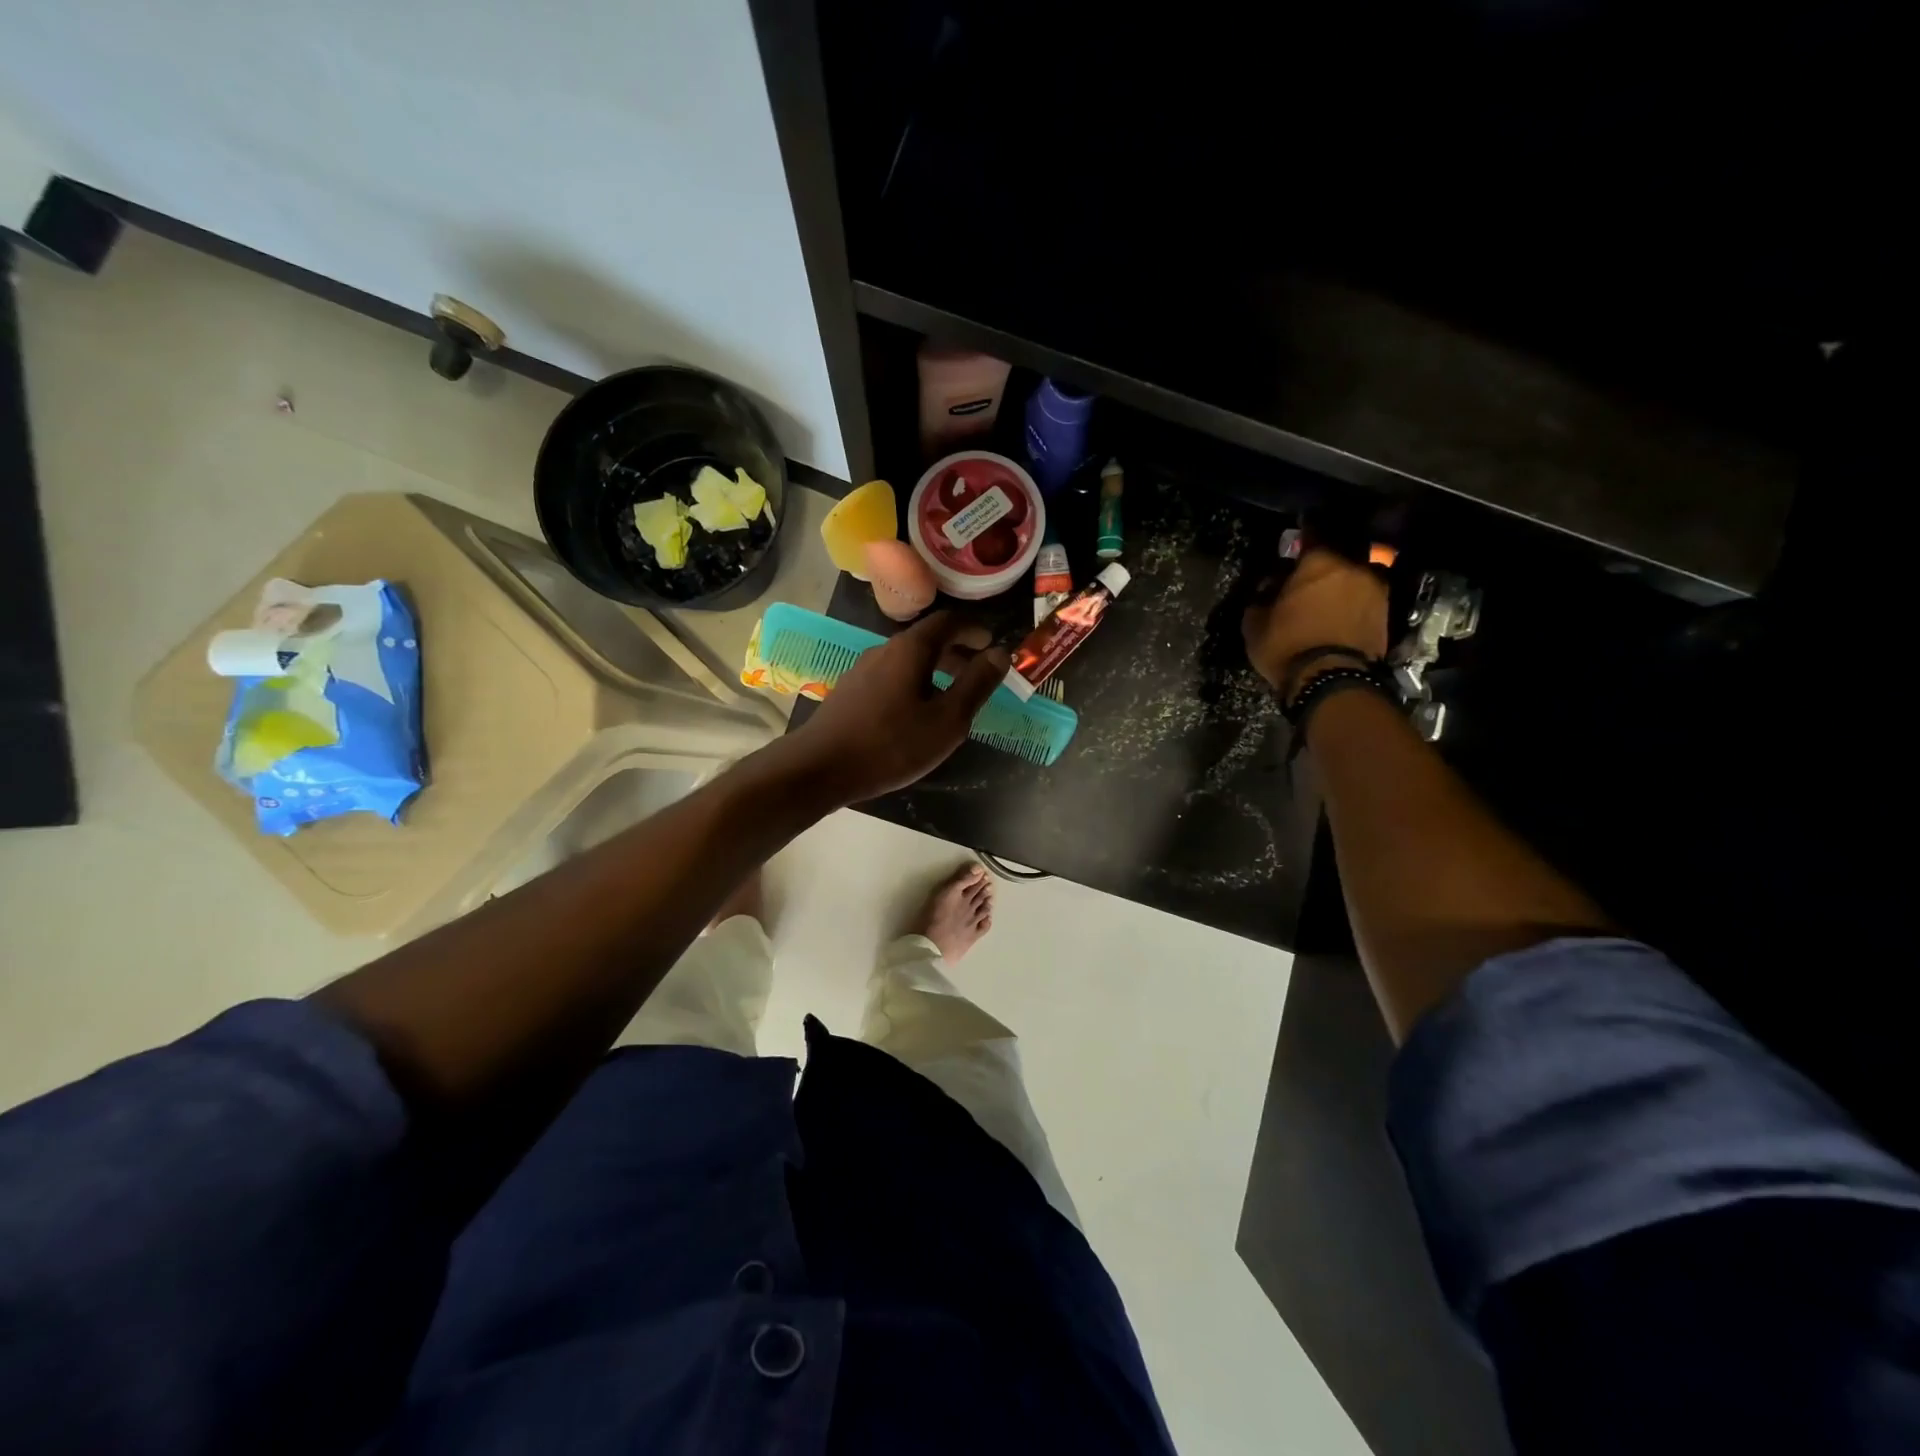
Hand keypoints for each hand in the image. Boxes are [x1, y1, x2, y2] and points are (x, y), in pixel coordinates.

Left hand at [782, 611, 1008, 805]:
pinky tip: (917, 714)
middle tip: (980, 672)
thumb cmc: (891, 744)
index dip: (974, 629)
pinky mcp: (850, 692)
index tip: (992, 643)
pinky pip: (892, 677)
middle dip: (957, 651)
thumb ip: (976, 684)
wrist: (819, 768)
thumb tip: (1000, 653)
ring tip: (953, 697)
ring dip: (936, 670)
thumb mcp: (947, 720)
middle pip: (927, 640)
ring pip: (908, 661)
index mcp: (910, 649)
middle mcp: (884, 650)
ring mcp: (863, 670)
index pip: (948, 621)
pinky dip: (915, 684)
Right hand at [1242, 547, 1388, 701]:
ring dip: (1346, 582)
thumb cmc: (1287, 646)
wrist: (1331, 681)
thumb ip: (1261, 598)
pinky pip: (1368, 599)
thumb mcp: (1255, 624)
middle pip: (1341, 553)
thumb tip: (1268, 587)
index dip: (1303, 537)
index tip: (1296, 543)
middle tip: (1311, 576)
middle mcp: (1353, 566)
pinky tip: (1342, 615)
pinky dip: (1356, 603)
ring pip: (1359, 575)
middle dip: (1327, 562)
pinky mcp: (1387, 614)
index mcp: (1319, 561)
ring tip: (1331, 598)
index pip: (1312, 534)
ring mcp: (1376, 590)